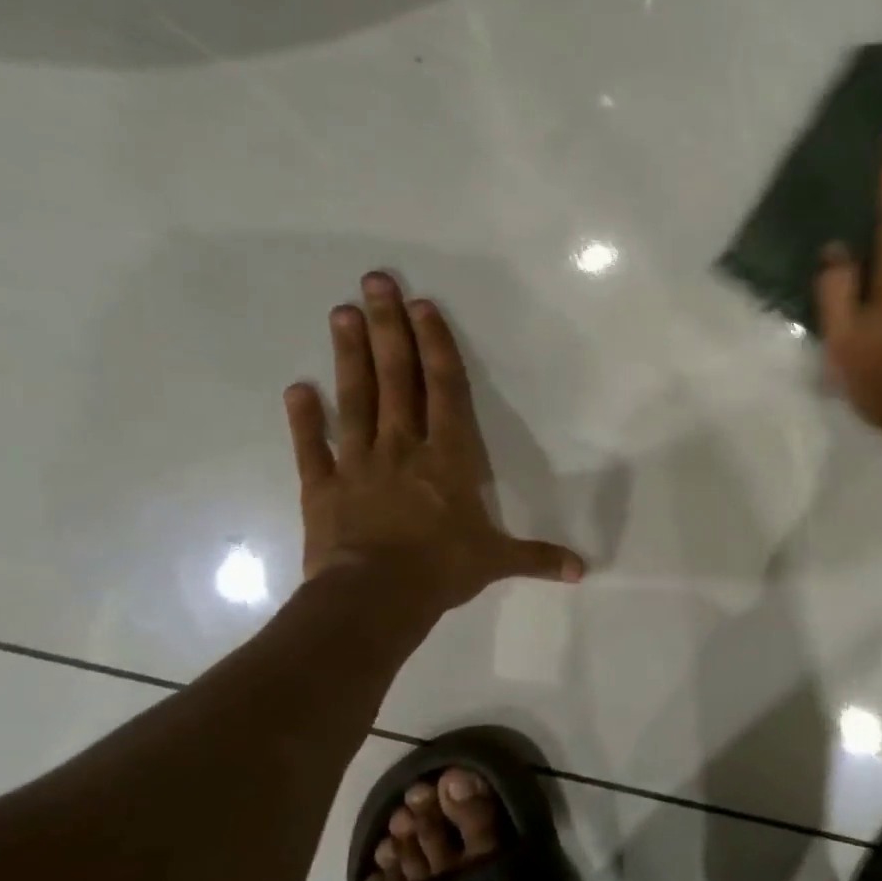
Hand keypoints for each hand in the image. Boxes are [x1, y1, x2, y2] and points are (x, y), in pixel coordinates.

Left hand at [284, 274, 585, 638]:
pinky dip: (304, 419)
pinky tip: (298, 388)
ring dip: (349, 356)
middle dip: (388, 329)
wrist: (375, 597)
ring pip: (355, 400)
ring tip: (342, 313)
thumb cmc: (442, 570)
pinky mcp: (323, 487)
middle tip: (374, 282)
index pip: (444, 391)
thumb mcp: (497, 561)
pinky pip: (313, 447)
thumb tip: (583, 571)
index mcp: (449, 458)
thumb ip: (538, 558)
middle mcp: (403, 448)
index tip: (422, 307)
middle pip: (396, 379)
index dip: (435, 347)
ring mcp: (359, 464)